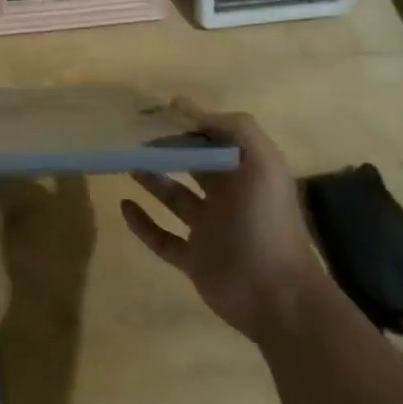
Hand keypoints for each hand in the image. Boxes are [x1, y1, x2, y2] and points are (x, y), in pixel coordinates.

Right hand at [120, 102, 324, 343]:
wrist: (278, 297)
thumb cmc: (267, 223)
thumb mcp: (263, 163)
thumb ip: (233, 128)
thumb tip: (185, 106)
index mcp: (246, 173)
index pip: (214, 140)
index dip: (189, 124)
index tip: (157, 112)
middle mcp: (228, 197)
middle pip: (193, 165)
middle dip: (168, 149)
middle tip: (135, 135)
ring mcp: (209, 230)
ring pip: (175, 198)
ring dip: (152, 180)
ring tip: (127, 162)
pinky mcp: (193, 259)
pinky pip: (162, 238)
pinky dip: (142, 223)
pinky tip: (124, 205)